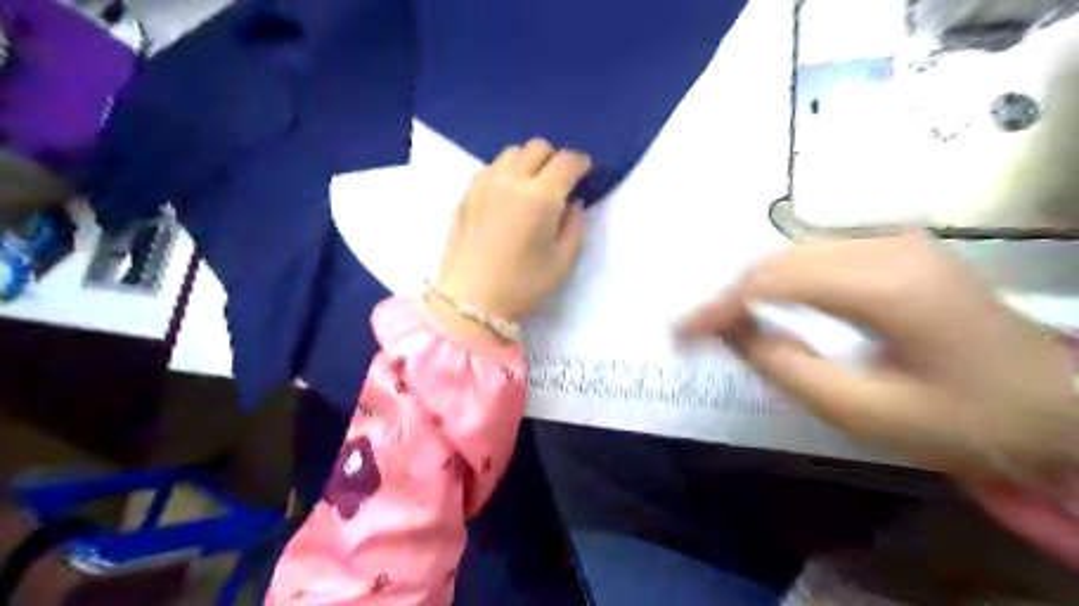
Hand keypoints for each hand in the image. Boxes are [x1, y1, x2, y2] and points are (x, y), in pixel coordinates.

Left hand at [435, 137, 587, 324]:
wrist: (470, 301)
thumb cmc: (522, 286)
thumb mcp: (563, 261)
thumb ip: (575, 225)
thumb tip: (574, 202)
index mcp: (540, 197)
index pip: (567, 161)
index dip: (581, 164)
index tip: (585, 174)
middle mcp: (511, 180)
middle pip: (539, 147)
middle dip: (555, 159)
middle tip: (559, 182)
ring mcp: (484, 183)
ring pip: (512, 153)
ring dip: (529, 162)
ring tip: (532, 187)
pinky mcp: (467, 193)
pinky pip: (492, 167)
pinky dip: (506, 172)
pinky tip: (507, 196)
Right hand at [682, 233, 1078, 481]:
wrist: (1055, 404)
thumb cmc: (966, 419)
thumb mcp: (866, 412)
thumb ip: (787, 369)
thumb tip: (732, 332)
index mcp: (886, 285)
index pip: (771, 280)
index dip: (718, 306)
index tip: (681, 335)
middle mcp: (886, 247)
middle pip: (777, 261)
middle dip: (728, 296)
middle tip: (694, 334)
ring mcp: (893, 242)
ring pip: (791, 255)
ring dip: (749, 288)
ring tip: (721, 324)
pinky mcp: (893, 251)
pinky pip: (814, 259)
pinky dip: (777, 283)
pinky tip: (762, 306)